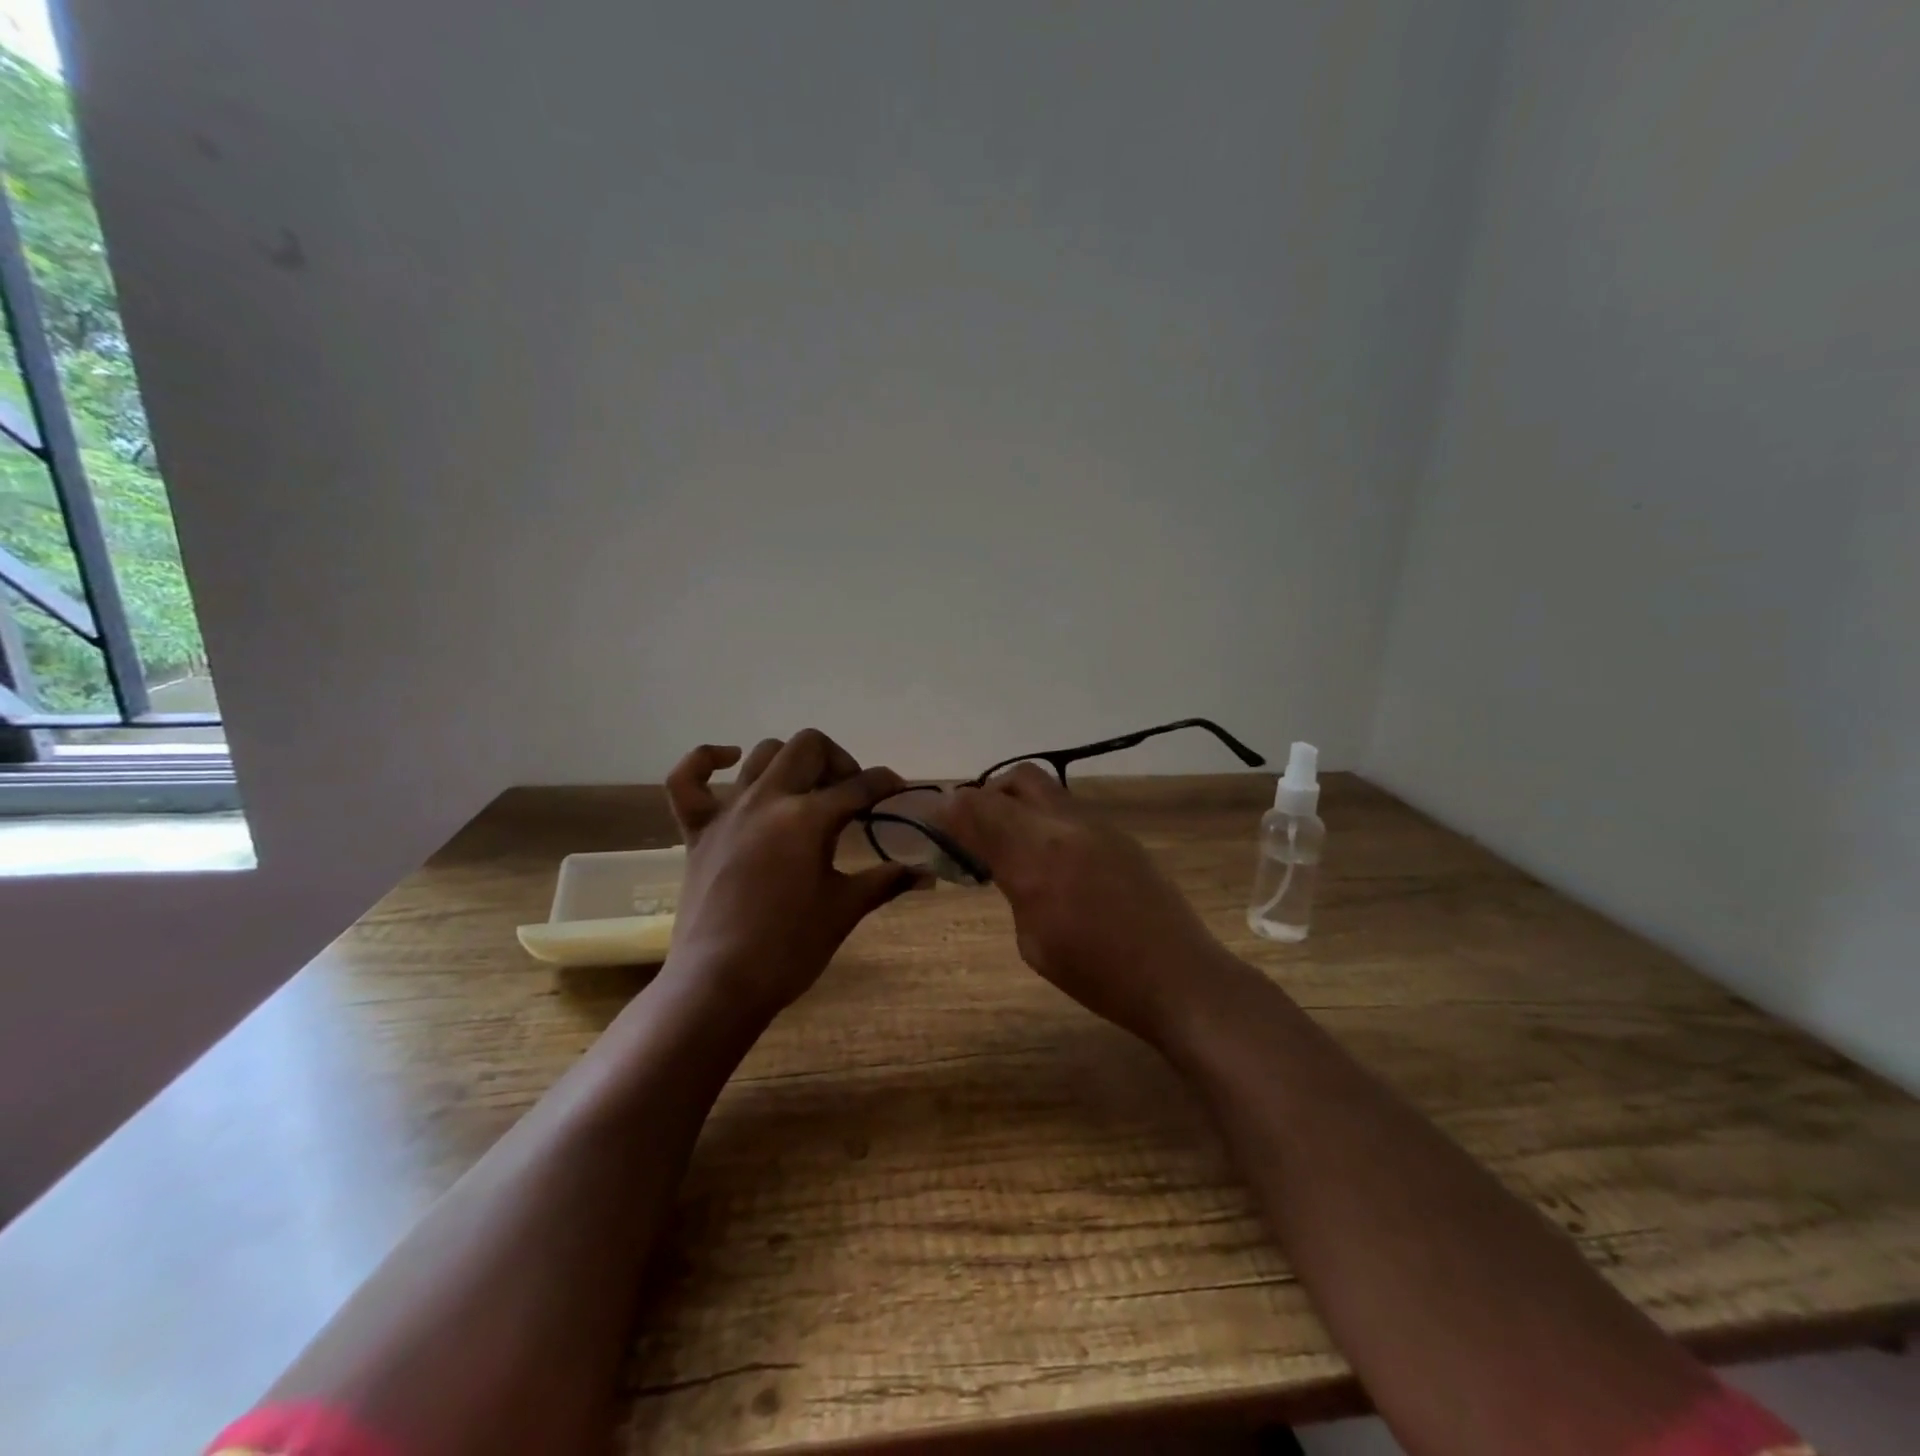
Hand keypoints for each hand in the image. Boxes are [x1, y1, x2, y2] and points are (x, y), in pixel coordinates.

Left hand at [658, 730, 921, 1027]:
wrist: (719, 984)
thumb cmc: (789, 949)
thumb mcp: (844, 910)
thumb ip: (885, 882)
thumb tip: (927, 874)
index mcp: (807, 819)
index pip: (859, 786)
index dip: (885, 783)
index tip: (897, 789)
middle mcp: (767, 800)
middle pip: (808, 747)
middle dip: (839, 761)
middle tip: (851, 794)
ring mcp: (727, 812)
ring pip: (761, 754)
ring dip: (791, 761)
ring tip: (806, 789)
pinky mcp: (696, 831)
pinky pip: (687, 780)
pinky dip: (706, 761)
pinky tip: (731, 761)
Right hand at [943, 765, 1234, 1045]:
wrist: (1178, 977)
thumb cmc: (1096, 976)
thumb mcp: (1032, 941)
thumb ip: (1010, 884)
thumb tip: (993, 857)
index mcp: (1036, 858)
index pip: (978, 807)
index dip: (951, 809)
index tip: (937, 823)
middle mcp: (1065, 827)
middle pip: (1015, 779)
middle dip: (987, 796)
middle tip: (977, 830)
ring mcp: (1098, 826)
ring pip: (1046, 789)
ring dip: (1019, 805)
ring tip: (1015, 845)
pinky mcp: (1120, 834)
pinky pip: (1070, 810)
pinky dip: (1047, 820)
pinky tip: (1053, 859)